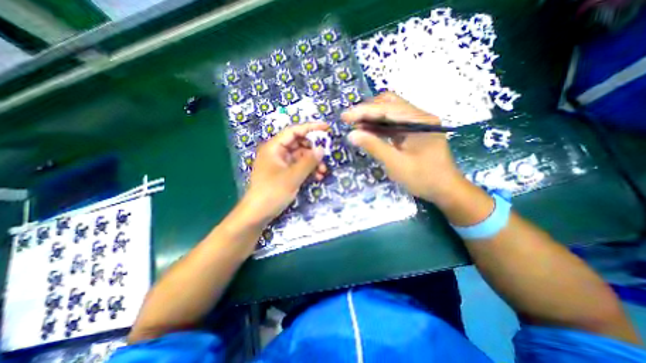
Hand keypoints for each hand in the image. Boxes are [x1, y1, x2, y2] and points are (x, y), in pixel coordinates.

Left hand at [238, 122, 327, 223]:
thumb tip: (322, 149)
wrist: (257, 214)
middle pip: (299, 144)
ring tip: (323, 171)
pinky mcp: (284, 173)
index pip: (294, 131)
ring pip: (300, 157)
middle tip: (326, 157)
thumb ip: (308, 161)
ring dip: (313, 162)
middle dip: (313, 150)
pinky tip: (317, 177)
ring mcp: (280, 163)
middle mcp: (277, 152)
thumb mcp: (293, 176)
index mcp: (274, 147)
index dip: (311, 128)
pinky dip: (308, 170)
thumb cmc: (272, 192)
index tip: (327, 128)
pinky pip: (298, 167)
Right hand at [343, 92, 464, 202]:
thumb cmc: (423, 178)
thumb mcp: (396, 164)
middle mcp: (418, 116)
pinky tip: (367, 132)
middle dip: (367, 110)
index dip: (363, 111)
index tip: (344, 117)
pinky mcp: (412, 132)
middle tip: (350, 121)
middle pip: (389, 104)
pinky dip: (378, 126)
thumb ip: (374, 146)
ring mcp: (416, 123)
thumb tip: (351, 134)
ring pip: (390, 112)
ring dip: (372, 117)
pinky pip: (392, 124)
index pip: (387, 108)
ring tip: (355, 126)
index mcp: (419, 120)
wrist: (445, 190)